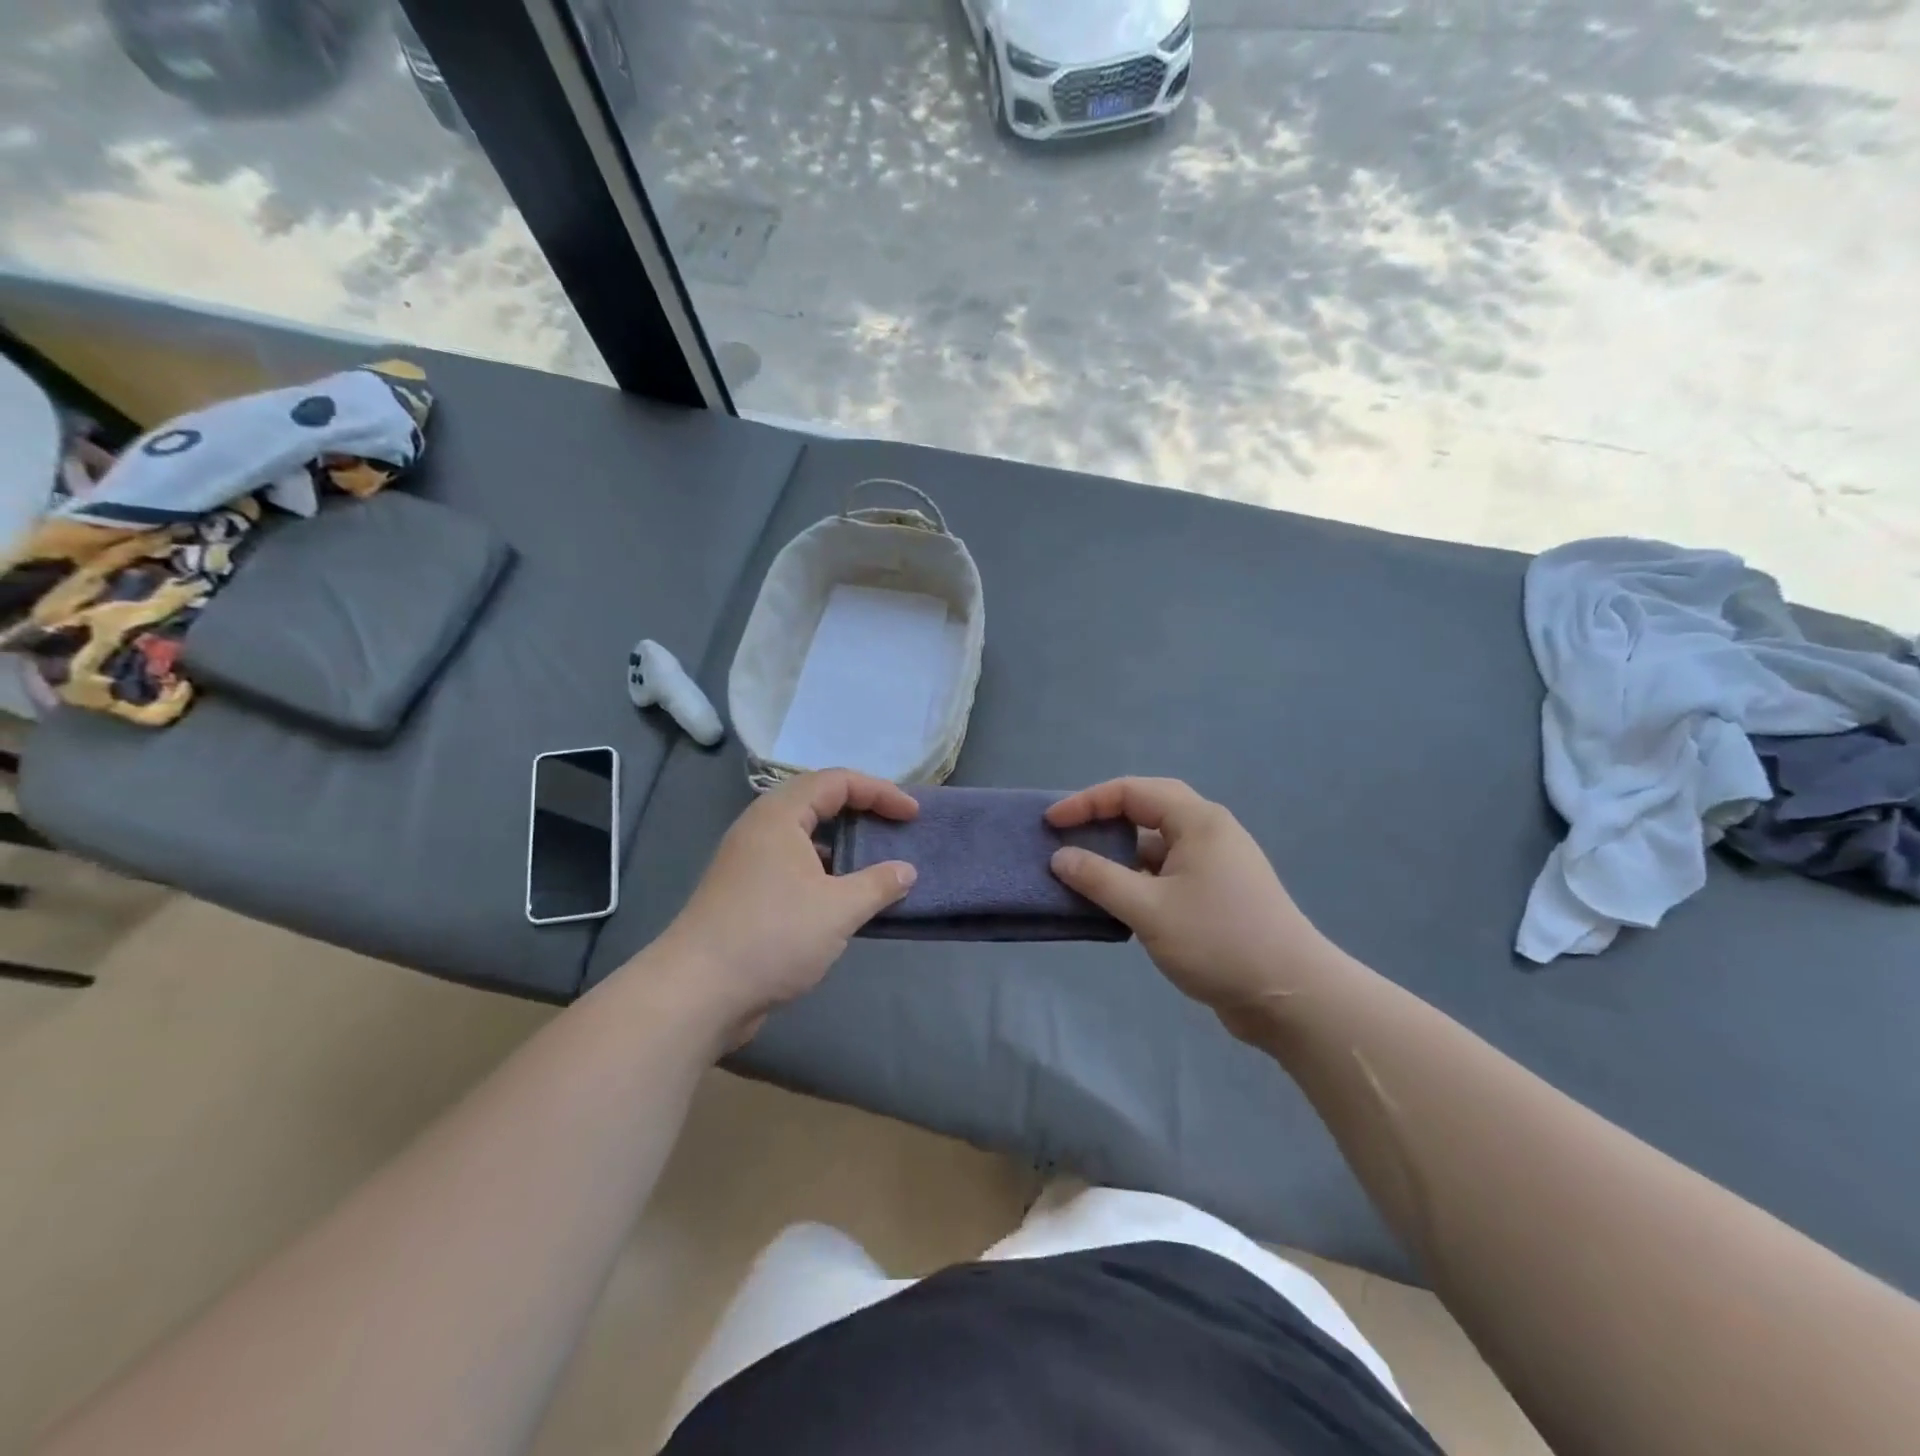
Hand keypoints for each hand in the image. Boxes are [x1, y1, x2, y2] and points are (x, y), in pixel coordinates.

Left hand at [647, 770, 917, 1043]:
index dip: (880, 792)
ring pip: (804, 835)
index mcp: (779, 816)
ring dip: (843, 841)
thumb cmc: (772, 937)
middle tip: (895, 825)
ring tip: (876, 858)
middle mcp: (760, 828)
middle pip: (818, 800)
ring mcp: (749, 861)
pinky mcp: (745, 892)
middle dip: (861, 809)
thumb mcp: (837, 910)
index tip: (913, 814)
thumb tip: (906, 872)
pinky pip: (794, 863)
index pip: (836, 782)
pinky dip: (825, 868)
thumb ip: (878, 885)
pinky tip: (844, 895)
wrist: (697, 993)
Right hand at [1047, 778, 1343, 1030]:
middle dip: (1103, 821)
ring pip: (1156, 846)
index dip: (1087, 802)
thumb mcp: (1149, 909)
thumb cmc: (1219, 942)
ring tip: (1083, 874)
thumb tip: (1060, 856)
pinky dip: (1137, 881)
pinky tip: (1117, 905)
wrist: (1291, 998)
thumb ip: (1099, 879)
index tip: (1051, 823)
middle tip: (1067, 838)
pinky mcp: (1217, 896)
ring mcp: (1216, 865)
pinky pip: (1167, 874)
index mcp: (1198, 822)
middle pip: (1146, 811)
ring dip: (1120, 856)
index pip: (1132, 792)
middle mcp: (1209, 833)